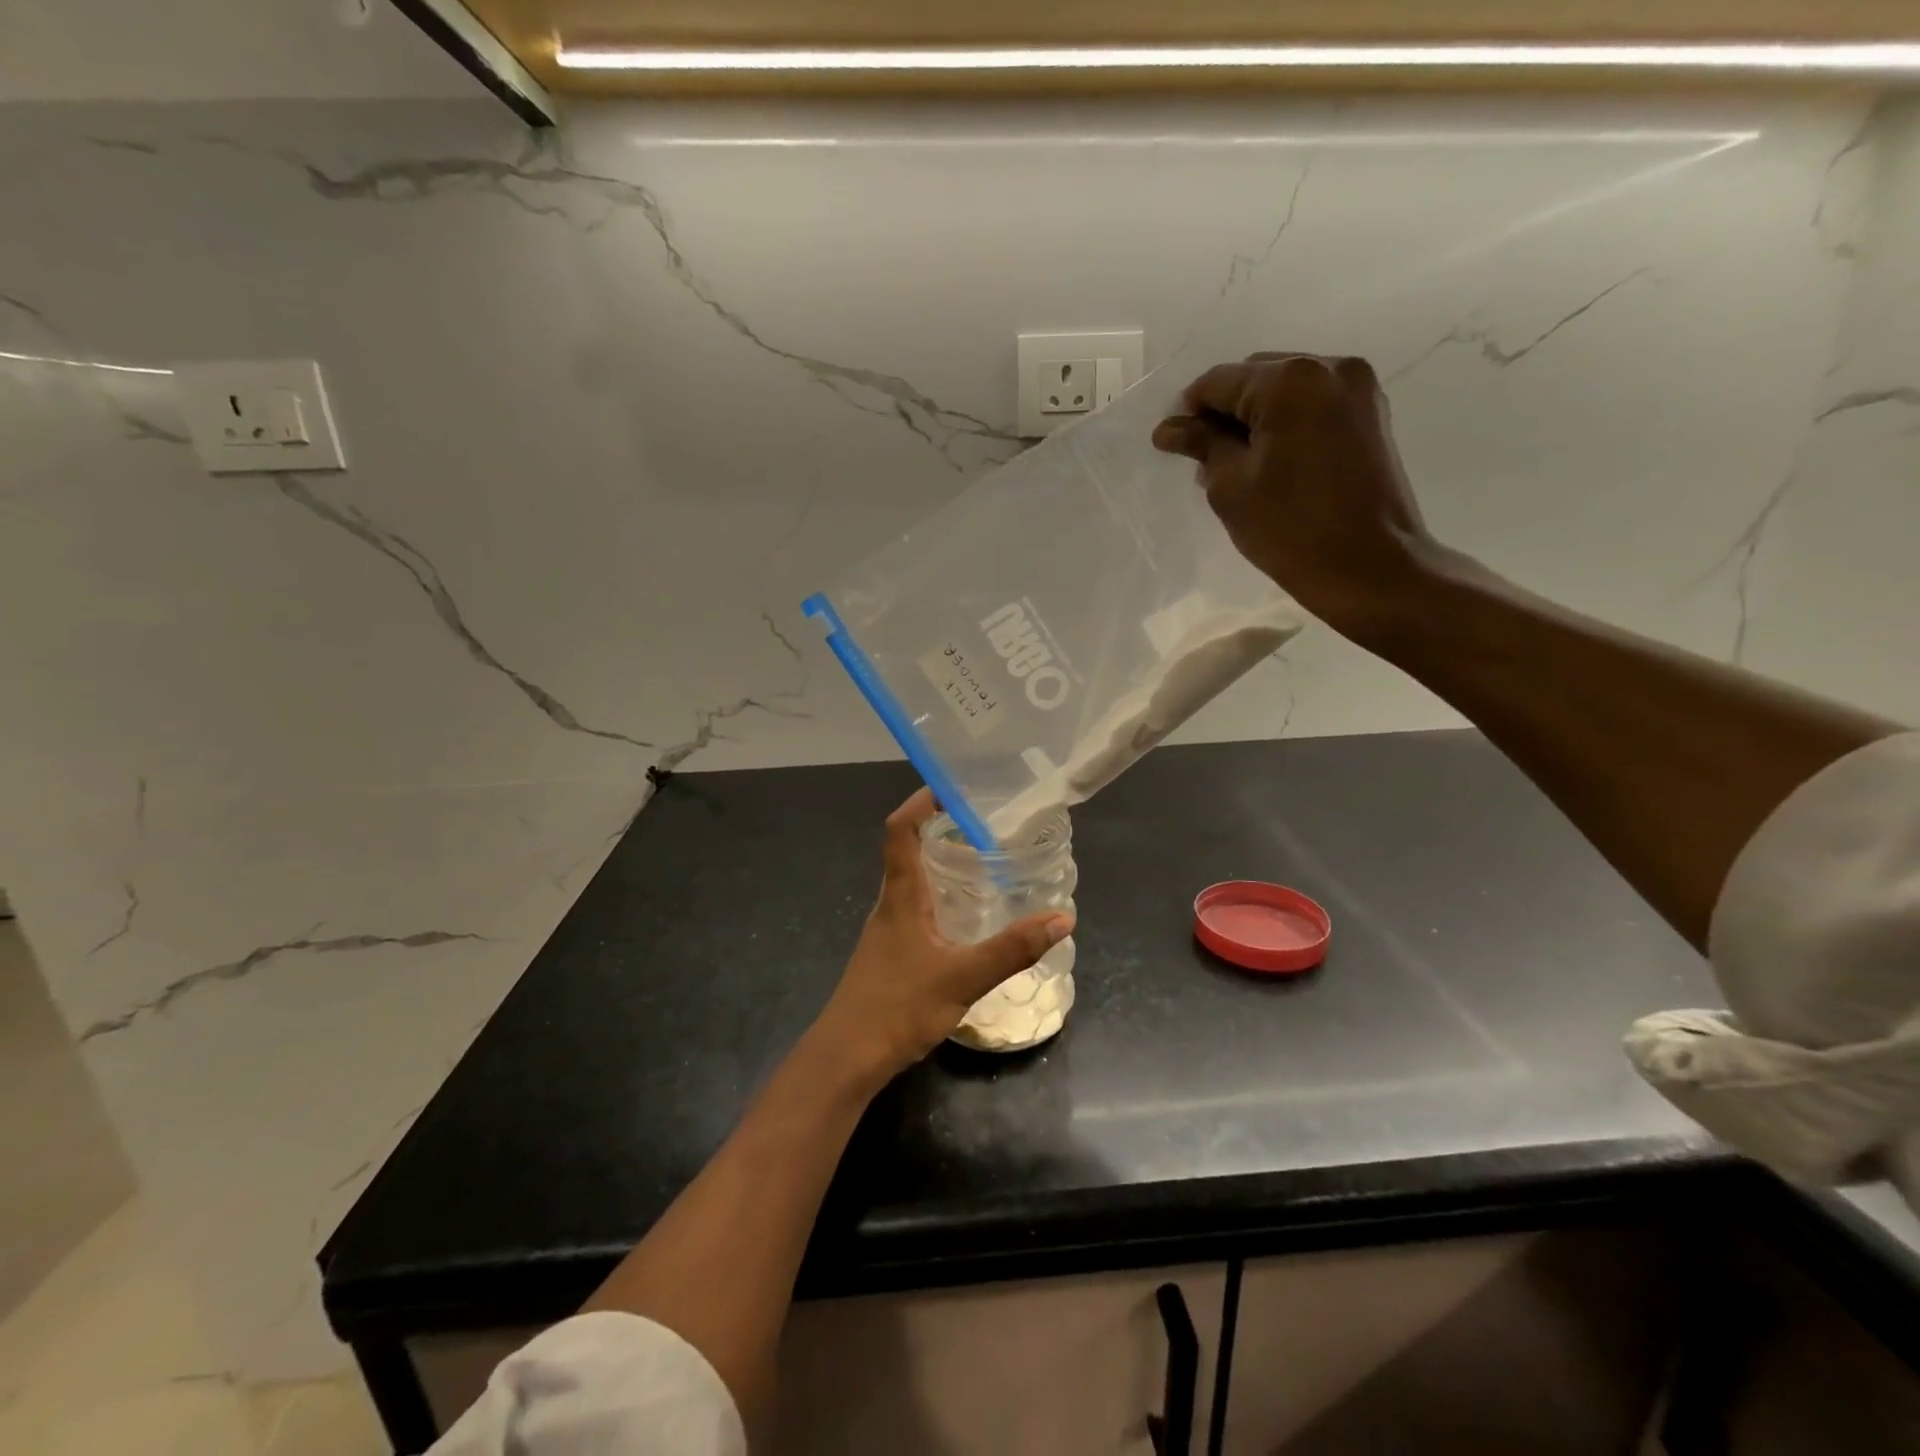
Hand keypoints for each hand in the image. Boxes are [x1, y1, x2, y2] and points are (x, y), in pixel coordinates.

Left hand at [812, 789, 1072, 1081]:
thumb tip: (1062, 917)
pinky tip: (965, 920)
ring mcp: (886, 931)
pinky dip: (939, 899)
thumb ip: (1012, 949)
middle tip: (983, 826)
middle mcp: (889, 904)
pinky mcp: (889, 954)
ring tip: (982, 864)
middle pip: (906, 850)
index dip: (920, 802)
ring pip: (911, 882)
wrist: (846, 1058)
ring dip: (940, 865)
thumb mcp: (963, 977)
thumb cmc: (897, 1007)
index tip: (952, 789)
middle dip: (939, 830)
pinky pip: (915, 910)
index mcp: (900, 896)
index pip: (899, 830)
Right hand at [1151, 353, 1438, 643]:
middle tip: (1202, 457)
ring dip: (1255, 419)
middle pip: (1256, 377)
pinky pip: (1312, 406)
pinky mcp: (1371, 415)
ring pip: (1286, 391)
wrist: (1370, 568)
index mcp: (1291, 381)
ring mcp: (1357, 389)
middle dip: (1224, 412)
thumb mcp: (1231, 487)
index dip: (1188, 411)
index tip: (1170, 444)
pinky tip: (1269, 462)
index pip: (1220, 381)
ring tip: (1234, 464)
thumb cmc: (1290, 529)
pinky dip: (1285, 425)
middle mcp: (1329, 368)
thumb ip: (1201, 445)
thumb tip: (1169, 428)